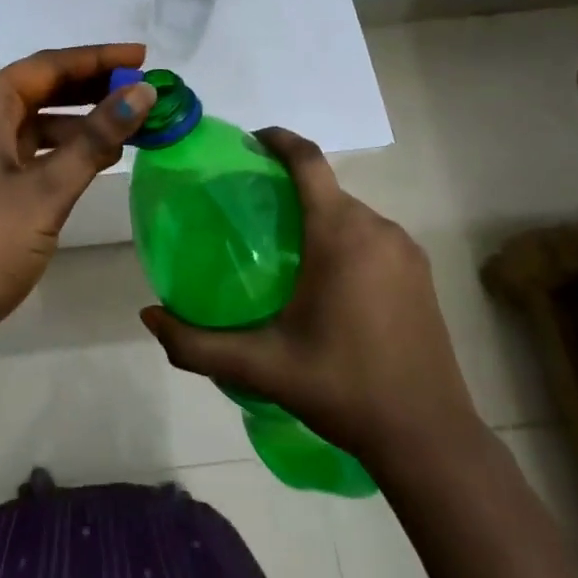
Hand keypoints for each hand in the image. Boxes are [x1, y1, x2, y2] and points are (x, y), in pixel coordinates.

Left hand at [0, 44, 157, 385]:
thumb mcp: (46, 190)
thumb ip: (95, 139)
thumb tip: (141, 93)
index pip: (47, 66)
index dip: (97, 58)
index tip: (142, 57)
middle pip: (40, 89)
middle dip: (91, 87)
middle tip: (141, 88)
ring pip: (36, 124)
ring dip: (80, 122)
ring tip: (130, 124)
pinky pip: (30, 154)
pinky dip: (63, 152)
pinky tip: (96, 161)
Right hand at [140, 127, 479, 461]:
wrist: (429, 439)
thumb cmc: (342, 389)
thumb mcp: (262, 366)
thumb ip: (197, 343)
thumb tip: (148, 316)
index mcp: (340, 235)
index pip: (307, 160)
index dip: (277, 139)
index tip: (248, 142)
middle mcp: (378, 228)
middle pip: (326, 187)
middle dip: (289, 186)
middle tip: (250, 211)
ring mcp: (406, 250)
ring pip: (350, 211)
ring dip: (317, 214)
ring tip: (283, 246)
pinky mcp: (422, 272)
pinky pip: (373, 235)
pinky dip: (344, 237)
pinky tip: (326, 278)